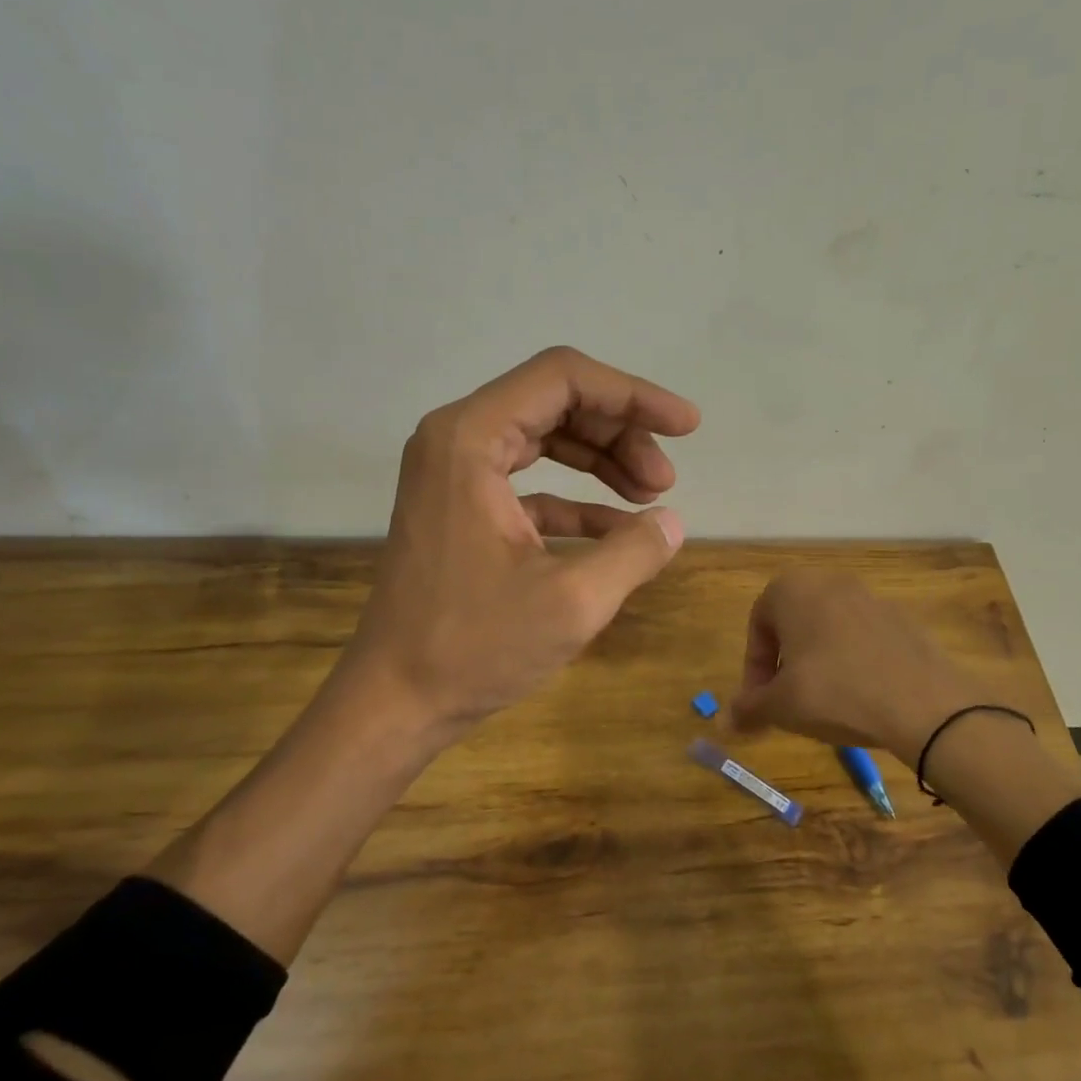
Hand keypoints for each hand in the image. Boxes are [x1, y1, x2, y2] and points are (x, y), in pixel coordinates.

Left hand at [332, 346, 700, 737]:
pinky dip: (577, 500)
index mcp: (471, 439)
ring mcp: (454, 475)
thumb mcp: (573, 600)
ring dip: (602, 462)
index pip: (564, 378)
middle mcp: (456, 440)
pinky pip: (530, 484)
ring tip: (653, 496)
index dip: (633, 394)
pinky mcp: (462, 511)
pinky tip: (619, 531)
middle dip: (621, 432)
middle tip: (666, 480)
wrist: (394, 702)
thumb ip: (634, 551)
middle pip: (556, 403)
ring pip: (545, 440)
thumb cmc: (474, 647)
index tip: (686, 426)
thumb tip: (673, 522)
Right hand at [730, 569, 990, 765]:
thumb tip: (725, 720)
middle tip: (787, 702)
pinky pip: (863, 640)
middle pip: (793, 624)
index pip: (757, 625)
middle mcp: (830, 582)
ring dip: (818, 663)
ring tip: (825, 704)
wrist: (923, 703)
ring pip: (829, 631)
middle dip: (785, 664)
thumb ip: (749, 709)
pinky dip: (853, 663)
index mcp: (793, 589)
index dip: (754, 669)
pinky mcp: (903, 619)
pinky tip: (861, 698)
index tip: (761, 703)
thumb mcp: (781, 707)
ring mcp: (871, 597)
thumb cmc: (835, 692)